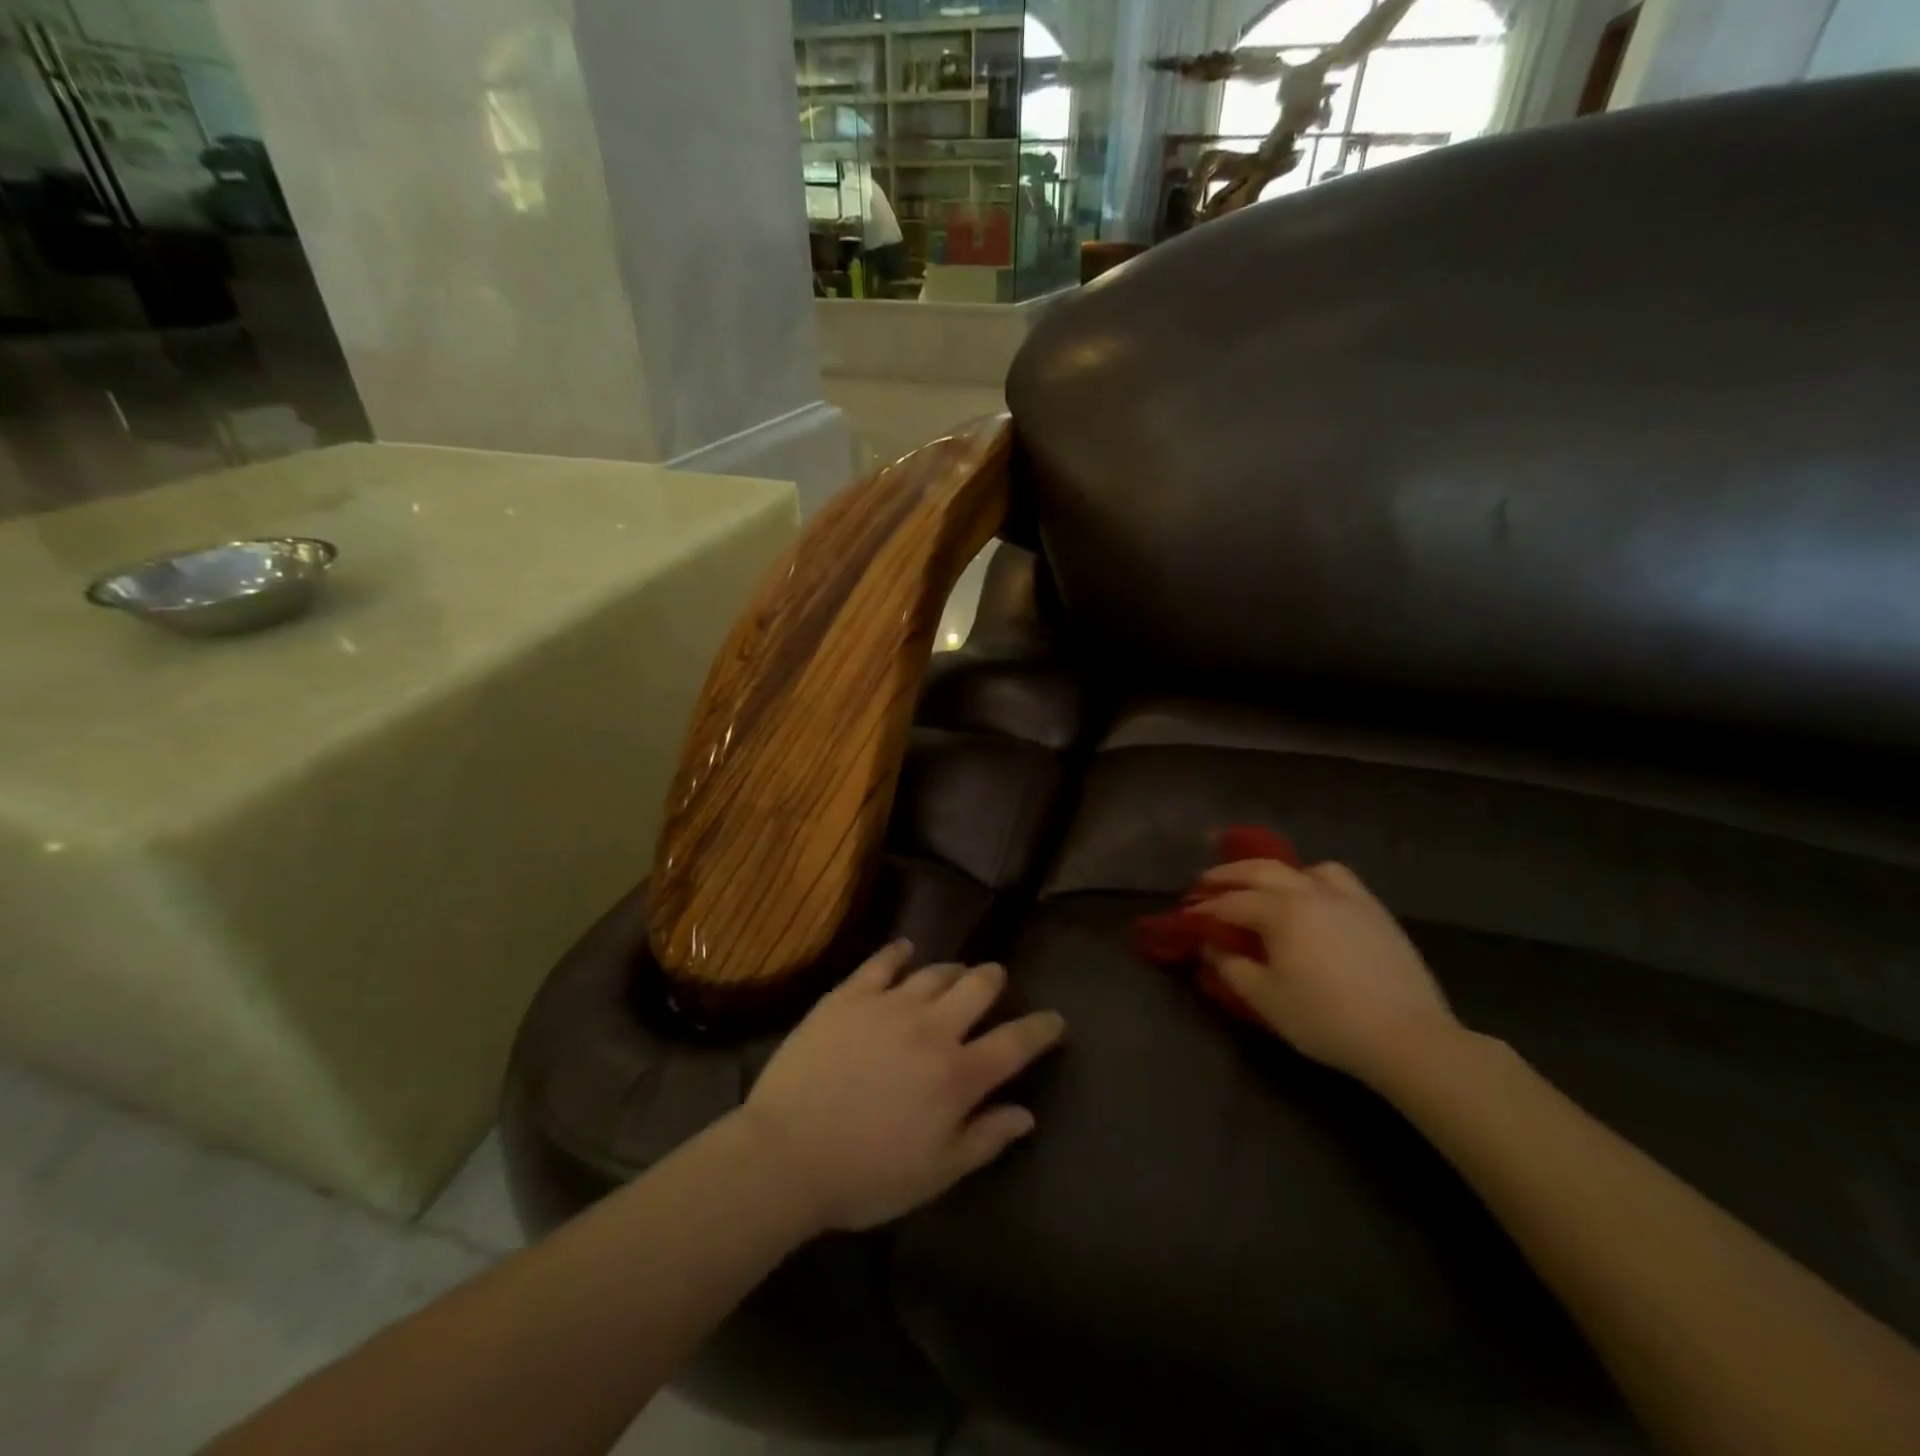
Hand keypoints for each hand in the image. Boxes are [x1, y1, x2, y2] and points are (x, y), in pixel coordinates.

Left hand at [741, 942, 1065, 1231]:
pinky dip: (899, 952)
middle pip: (977, 987)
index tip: (1055, 1020)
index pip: (1015, 1042)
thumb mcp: (935, 1174)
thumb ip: (985, 1139)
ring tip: (954, 974)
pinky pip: (882, 961)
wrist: (786, 1154)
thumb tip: (1026, 1113)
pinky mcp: (850, 995)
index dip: (1041, 1028)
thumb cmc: (865, 1175)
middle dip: (994, 980)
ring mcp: (889, 1005)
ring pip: (934, 971)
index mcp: (957, 1075)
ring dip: (952, 970)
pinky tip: (905, 949)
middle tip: (995, 981)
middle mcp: (931, 1028)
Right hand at [1197, 859, 1460, 1086]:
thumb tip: (1211, 945)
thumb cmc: (1326, 1019)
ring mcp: (1346, 897)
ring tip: (1263, 886)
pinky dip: (1314, 878)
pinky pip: (1337, 879)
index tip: (1185, 915)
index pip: (1230, 902)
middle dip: (1228, 874)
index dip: (1203, 908)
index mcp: (1280, 910)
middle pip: (1260, 870)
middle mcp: (1309, 891)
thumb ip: (1231, 967)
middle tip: (1205, 882)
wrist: (1408, 1037)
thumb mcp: (1266, 999)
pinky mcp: (1374, 910)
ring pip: (1302, 868)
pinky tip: (1313, 897)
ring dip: (1273, 871)